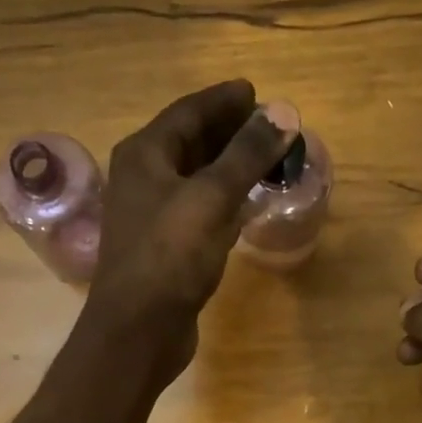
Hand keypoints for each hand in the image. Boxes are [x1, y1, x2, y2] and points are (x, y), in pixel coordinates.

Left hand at [86, 80, 295, 374]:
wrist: (138, 331)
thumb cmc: (169, 257)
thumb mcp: (211, 198)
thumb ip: (246, 155)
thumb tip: (283, 113)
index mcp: (144, 155)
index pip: (188, 112)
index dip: (223, 100)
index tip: (256, 92)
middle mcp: (143, 180)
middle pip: (190, 143)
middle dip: (229, 132)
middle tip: (268, 126)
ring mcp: (153, 218)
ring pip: (196, 180)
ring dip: (228, 168)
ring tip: (265, 160)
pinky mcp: (166, 251)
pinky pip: (199, 213)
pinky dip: (223, 203)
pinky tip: (245, 207)